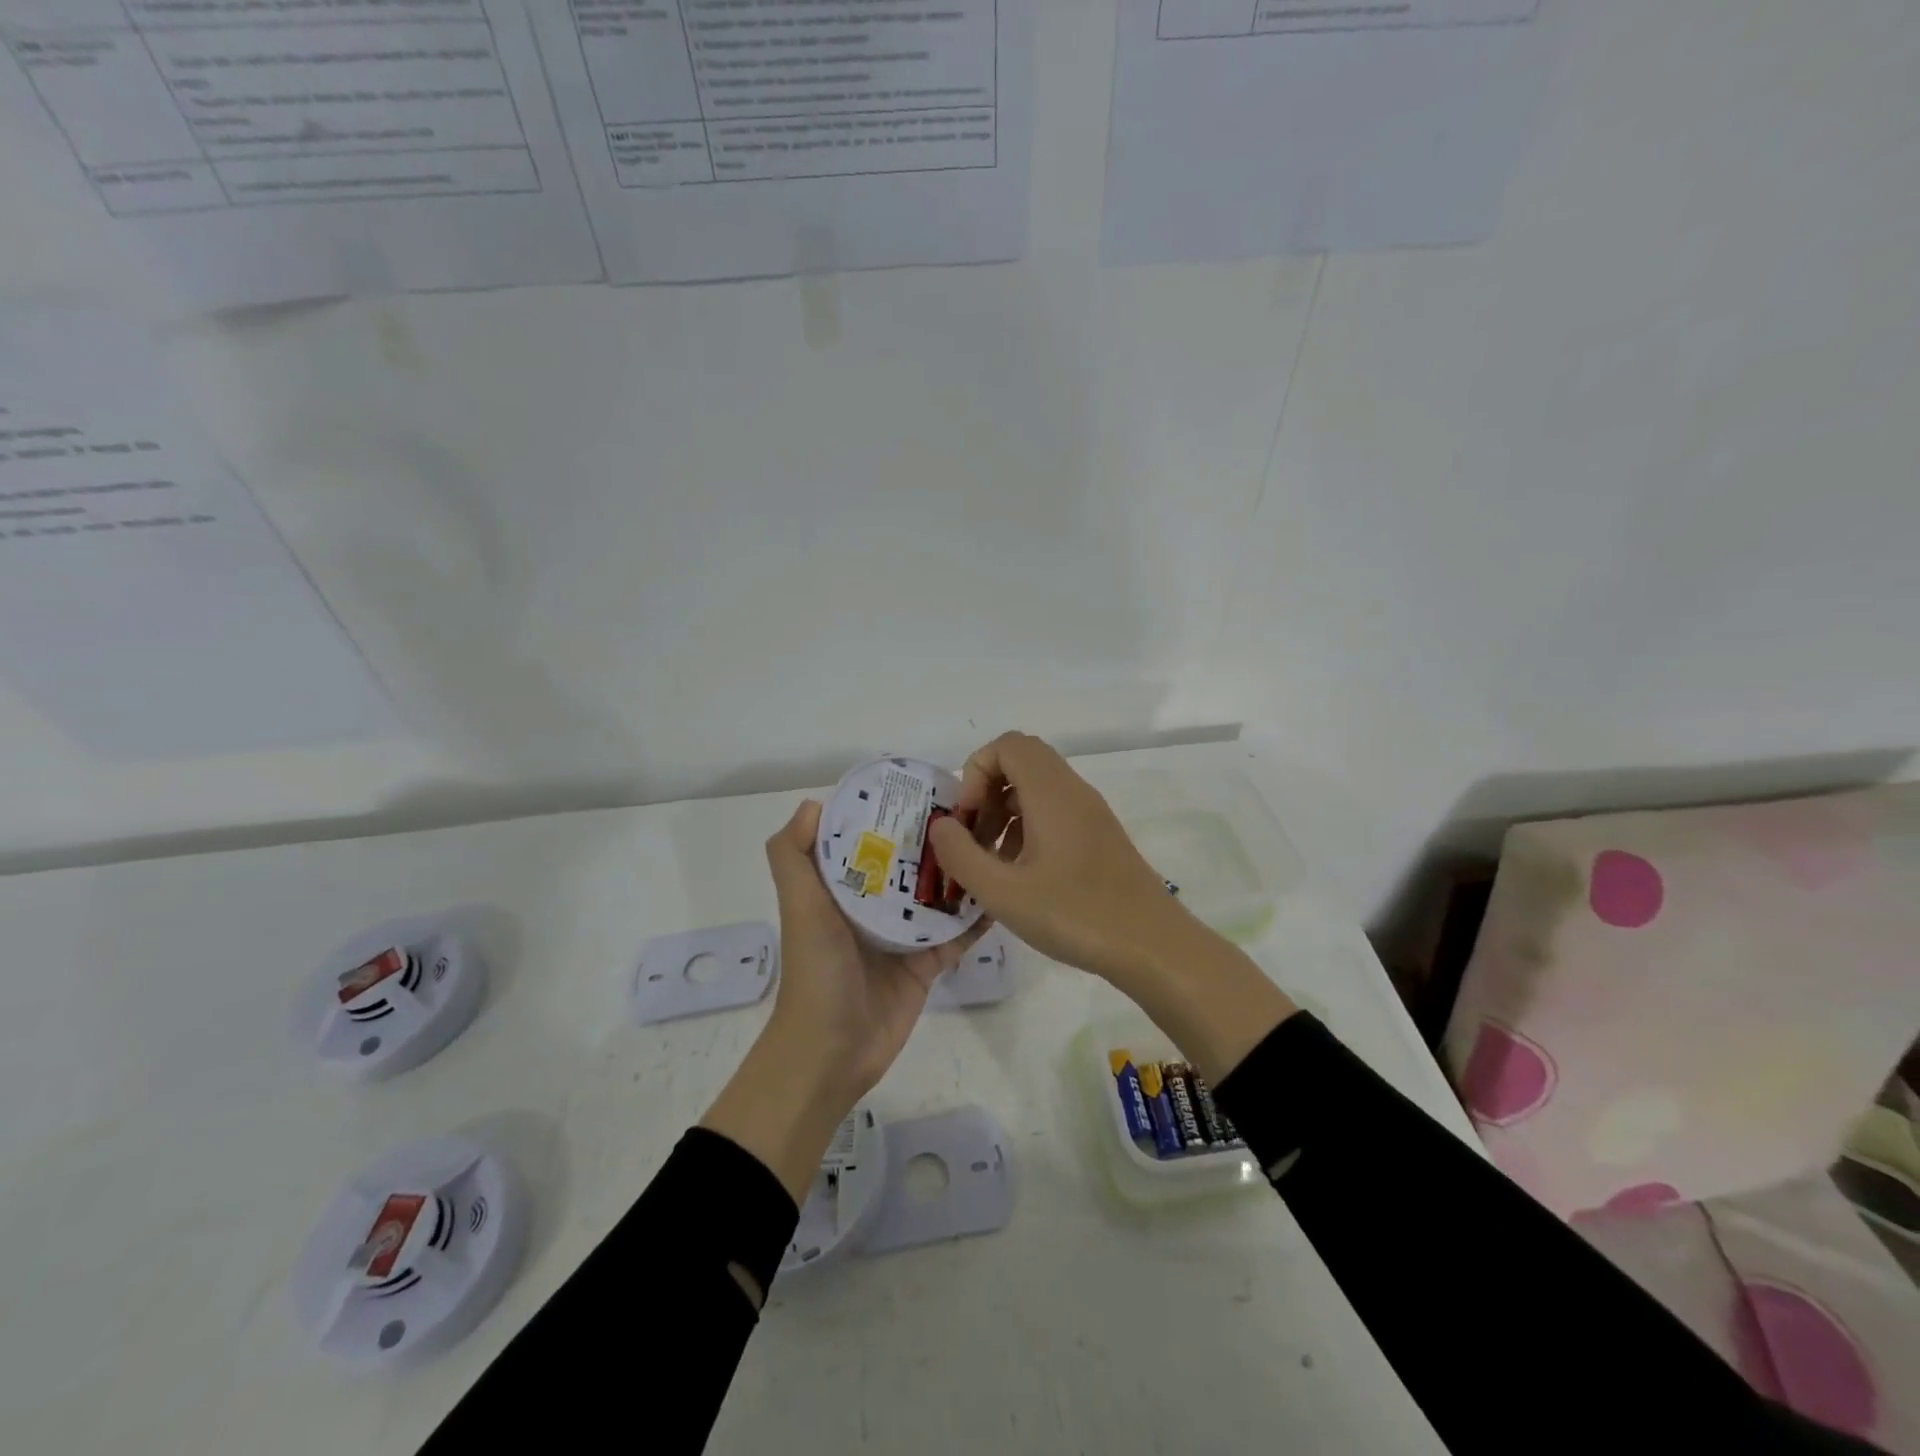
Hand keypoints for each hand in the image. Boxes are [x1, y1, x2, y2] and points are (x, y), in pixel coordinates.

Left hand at [701, 799, 984, 1204]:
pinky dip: (976, 918)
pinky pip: (957, 935)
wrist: (831, 1051)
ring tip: (995, 840)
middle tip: (974, 809)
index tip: (922, 787)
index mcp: (841, 889)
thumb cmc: (816, 970)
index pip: (866, 840)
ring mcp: (902, 936)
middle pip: (908, 865)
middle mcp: (871, 907)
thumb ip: (792, 856)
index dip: (888, 814)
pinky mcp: (927, 964)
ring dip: (960, 873)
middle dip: (934, 840)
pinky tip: (1003, 892)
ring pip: (937, 896)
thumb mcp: (799, 906)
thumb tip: (814, 803)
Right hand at [928, 732, 1295, 1083]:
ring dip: (1005, 813)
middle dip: (986, 792)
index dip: (975, 772)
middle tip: (974, 839)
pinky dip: (1028, 829)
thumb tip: (940, 826)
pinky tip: (1022, 876)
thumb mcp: (1003, 892)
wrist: (1153, 946)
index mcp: (1051, 792)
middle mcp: (1073, 791)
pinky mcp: (1100, 837)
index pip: (1007, 745)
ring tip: (992, 863)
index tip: (966, 819)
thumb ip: (961, 855)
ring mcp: (1091, 814)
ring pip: (1037, 789)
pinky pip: (1055, 813)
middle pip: (1021, 763)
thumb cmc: (1075, 914)